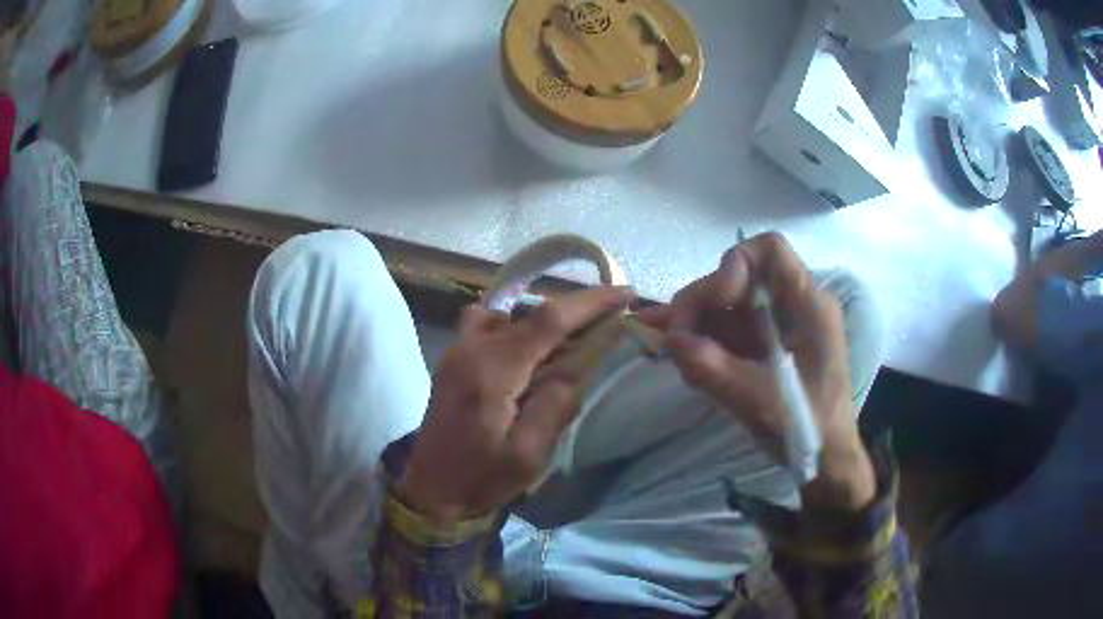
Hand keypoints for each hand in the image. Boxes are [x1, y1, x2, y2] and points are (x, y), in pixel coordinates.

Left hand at [396, 287, 634, 522]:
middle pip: (530, 312)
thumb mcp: (527, 457)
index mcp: (493, 371)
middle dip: (574, 310)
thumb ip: (555, 408)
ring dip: (543, 318)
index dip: (590, 303)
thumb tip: (574, 372)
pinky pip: (486, 324)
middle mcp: (472, 349)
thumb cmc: (479, 479)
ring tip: (572, 338)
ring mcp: (457, 350)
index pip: (548, 320)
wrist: (430, 490)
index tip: (625, 294)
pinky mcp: (453, 359)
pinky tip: (528, 348)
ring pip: (508, 313)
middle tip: (609, 320)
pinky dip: (514, 324)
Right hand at [638, 233, 874, 512]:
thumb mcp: (762, 400)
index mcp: (808, 305)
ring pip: (727, 304)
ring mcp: (776, 325)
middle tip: (676, 340)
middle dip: (702, 302)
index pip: (770, 250)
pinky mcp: (763, 346)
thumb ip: (715, 369)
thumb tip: (672, 342)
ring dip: (697, 325)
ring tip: (680, 357)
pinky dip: (704, 342)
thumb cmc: (810, 426)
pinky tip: (689, 361)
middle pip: (738, 277)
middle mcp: (791, 305)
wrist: (826, 459)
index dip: (736, 264)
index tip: (719, 301)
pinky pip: (728, 329)